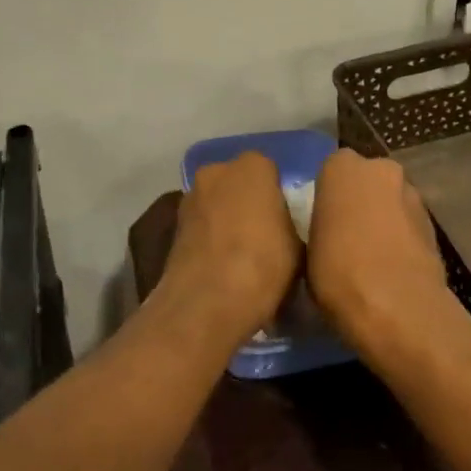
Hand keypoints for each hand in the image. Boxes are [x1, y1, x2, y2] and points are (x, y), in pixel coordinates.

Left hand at [159, 151, 301, 348]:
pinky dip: (208, 237)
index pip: (270, 171)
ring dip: (224, 218)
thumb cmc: (263, 265)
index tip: (284, 220)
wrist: (207, 303)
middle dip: (246, 201)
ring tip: (239, 253)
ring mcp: (190, 197)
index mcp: (253, 166)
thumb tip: (280, 228)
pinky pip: (200, 225)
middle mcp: (216, 171)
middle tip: (262, 233)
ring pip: (216, 202)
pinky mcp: (173, 225)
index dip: (277, 196)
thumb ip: (287, 223)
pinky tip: (219, 263)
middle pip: (237, 182)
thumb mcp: (297, 246)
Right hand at [306, 149, 453, 349]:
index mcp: (342, 167)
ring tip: (371, 256)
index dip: (328, 196)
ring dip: (383, 218)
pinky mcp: (434, 222)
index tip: (323, 222)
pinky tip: (392, 266)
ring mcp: (412, 193)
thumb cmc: (339, 273)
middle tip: (346, 236)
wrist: (398, 307)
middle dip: (359, 201)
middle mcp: (380, 168)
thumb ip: (320, 227)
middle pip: (366, 180)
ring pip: (390, 200)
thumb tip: (328, 235)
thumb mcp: (308, 250)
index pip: (331, 170)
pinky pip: (408, 223)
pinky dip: (401, 238)